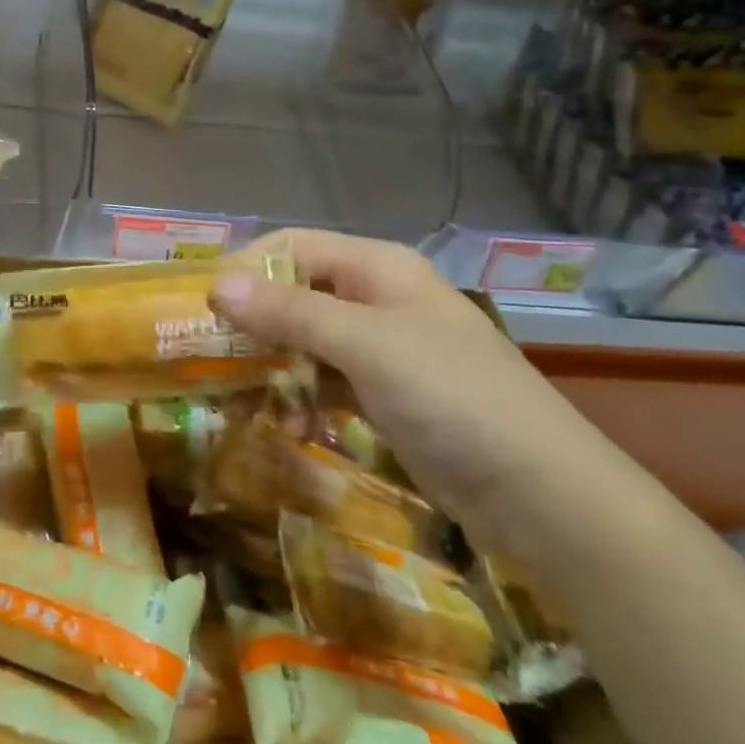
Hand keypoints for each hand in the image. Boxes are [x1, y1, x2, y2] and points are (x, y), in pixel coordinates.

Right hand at [214, 231, 645, 561]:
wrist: (545, 496)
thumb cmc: (452, 398)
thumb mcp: (365, 346)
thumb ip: (289, 313)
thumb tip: (216, 284)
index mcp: (377, 267)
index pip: (292, 247)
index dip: (244, 268)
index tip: (199, 305)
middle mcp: (376, 298)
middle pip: (295, 294)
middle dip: (252, 323)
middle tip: (206, 357)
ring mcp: (382, 348)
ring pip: (305, 341)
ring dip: (272, 365)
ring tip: (239, 398)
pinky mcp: (386, 394)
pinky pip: (326, 381)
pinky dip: (301, 397)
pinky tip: (289, 425)